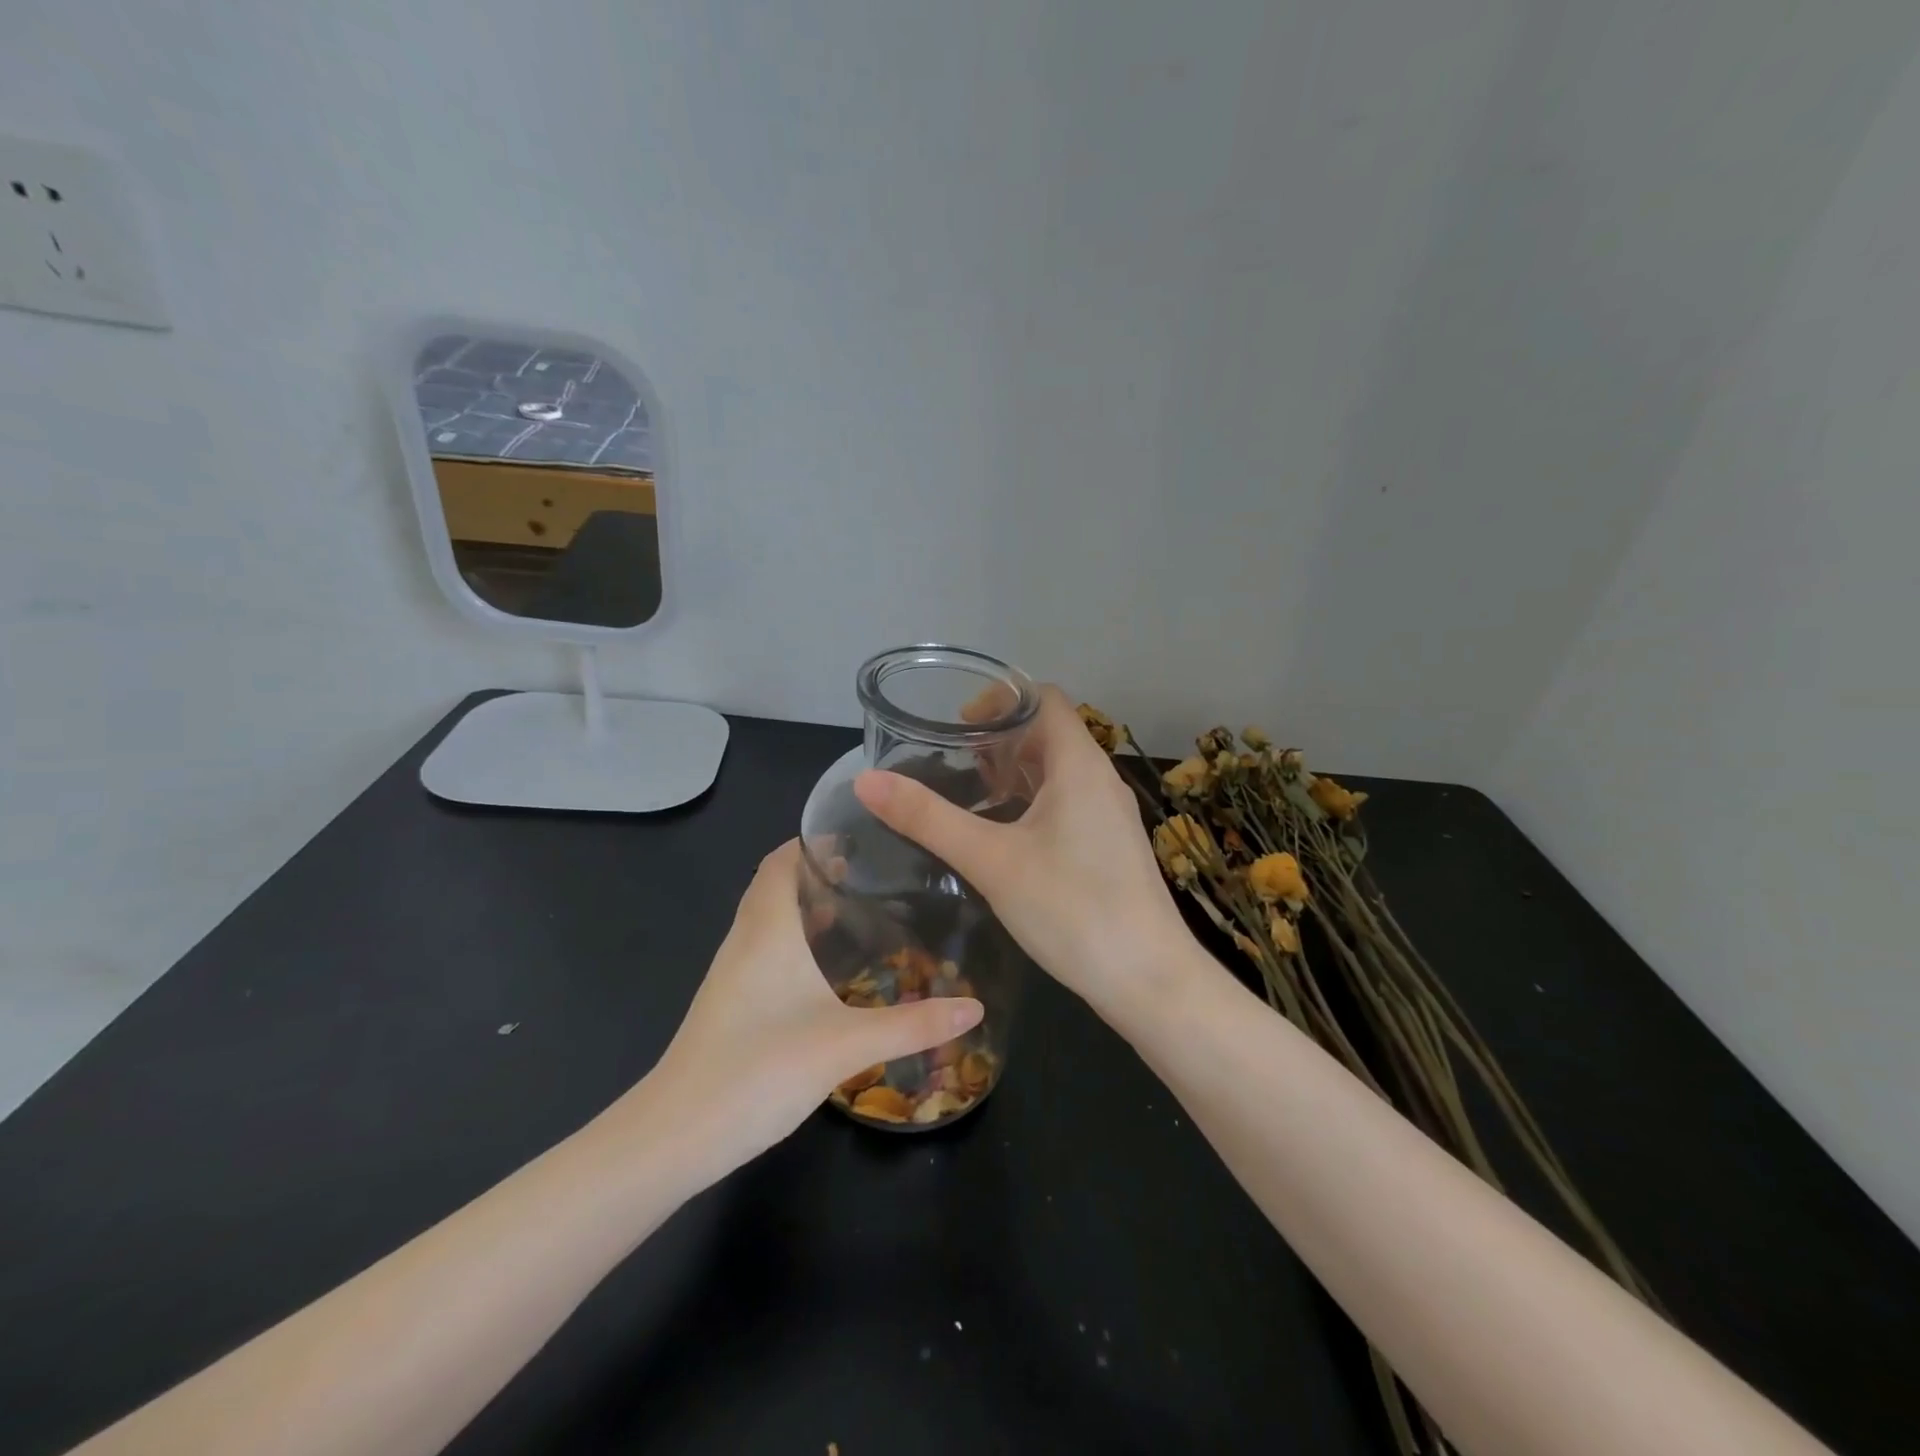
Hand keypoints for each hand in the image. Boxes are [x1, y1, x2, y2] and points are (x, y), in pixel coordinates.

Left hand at [644, 841, 983, 1173]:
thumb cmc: (757, 1069)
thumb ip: (912, 1025)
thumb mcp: (845, 1045)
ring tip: (862, 911)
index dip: (814, 840)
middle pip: (776, 884)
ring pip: (770, 920)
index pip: (782, 860)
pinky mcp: (730, 1004)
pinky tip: (828, 971)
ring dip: (808, 907)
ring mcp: (732, 974)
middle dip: (820, 872)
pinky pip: (766, 951)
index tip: (862, 836)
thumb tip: (974, 1006)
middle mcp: (745, 940)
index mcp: (767, 929)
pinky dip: (796, 941)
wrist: (674, 1137)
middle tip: (876, 873)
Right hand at [853, 686, 1190, 1017]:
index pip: (1043, 698)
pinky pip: (1069, 802)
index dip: (999, 699)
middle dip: (1000, 738)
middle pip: (1049, 733)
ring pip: (1058, 771)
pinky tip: (1005, 836)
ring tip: (971, 794)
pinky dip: (1033, 801)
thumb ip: (928, 818)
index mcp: (1080, 764)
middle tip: (953, 762)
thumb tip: (866, 780)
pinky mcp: (1111, 846)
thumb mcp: (991, 861)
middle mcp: (1101, 779)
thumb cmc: (1073, 909)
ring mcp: (1111, 814)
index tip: (956, 727)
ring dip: (1016, 771)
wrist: (1150, 980)